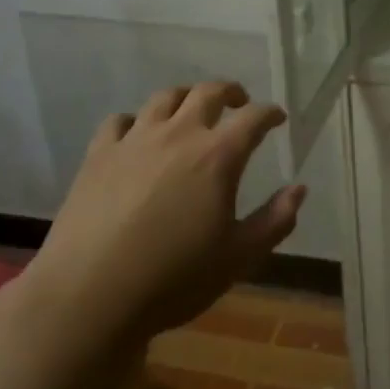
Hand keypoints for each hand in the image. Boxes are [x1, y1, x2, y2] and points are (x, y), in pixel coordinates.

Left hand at [26, 81, 305, 339]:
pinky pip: (119, 121)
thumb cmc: (174, 279)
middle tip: (238, 103)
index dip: (270, 113)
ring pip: (164, 98)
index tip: (277, 118)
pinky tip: (138, 136)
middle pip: (207, 92)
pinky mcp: (98, 155)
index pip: (253, 118)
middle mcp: (178, 135)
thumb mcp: (239, 257)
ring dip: (185, 97)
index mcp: (217, 156)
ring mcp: (134, 140)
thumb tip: (299, 189)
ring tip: (191, 111)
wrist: (89, 296)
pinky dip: (136, 121)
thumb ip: (275, 220)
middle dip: (230, 92)